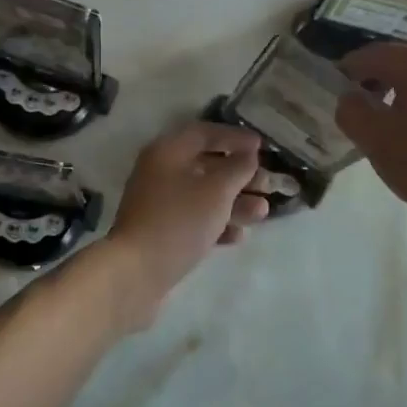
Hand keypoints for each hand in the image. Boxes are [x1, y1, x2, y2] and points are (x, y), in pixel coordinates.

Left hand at [101, 122, 269, 330]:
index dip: (235, 137)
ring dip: (235, 202)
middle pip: (206, 166)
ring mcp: (159, 204)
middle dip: (241, 175)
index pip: (204, 133)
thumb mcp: (216, 190)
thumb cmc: (179, 220)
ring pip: (203, 195)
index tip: (262, 147)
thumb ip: (237, 168)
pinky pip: (195, 220)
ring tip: (262, 212)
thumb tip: (248, 154)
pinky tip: (239, 236)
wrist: (136, 272)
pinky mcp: (162, 232)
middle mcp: (160, 172)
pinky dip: (217, 224)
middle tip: (270, 184)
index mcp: (167, 152)